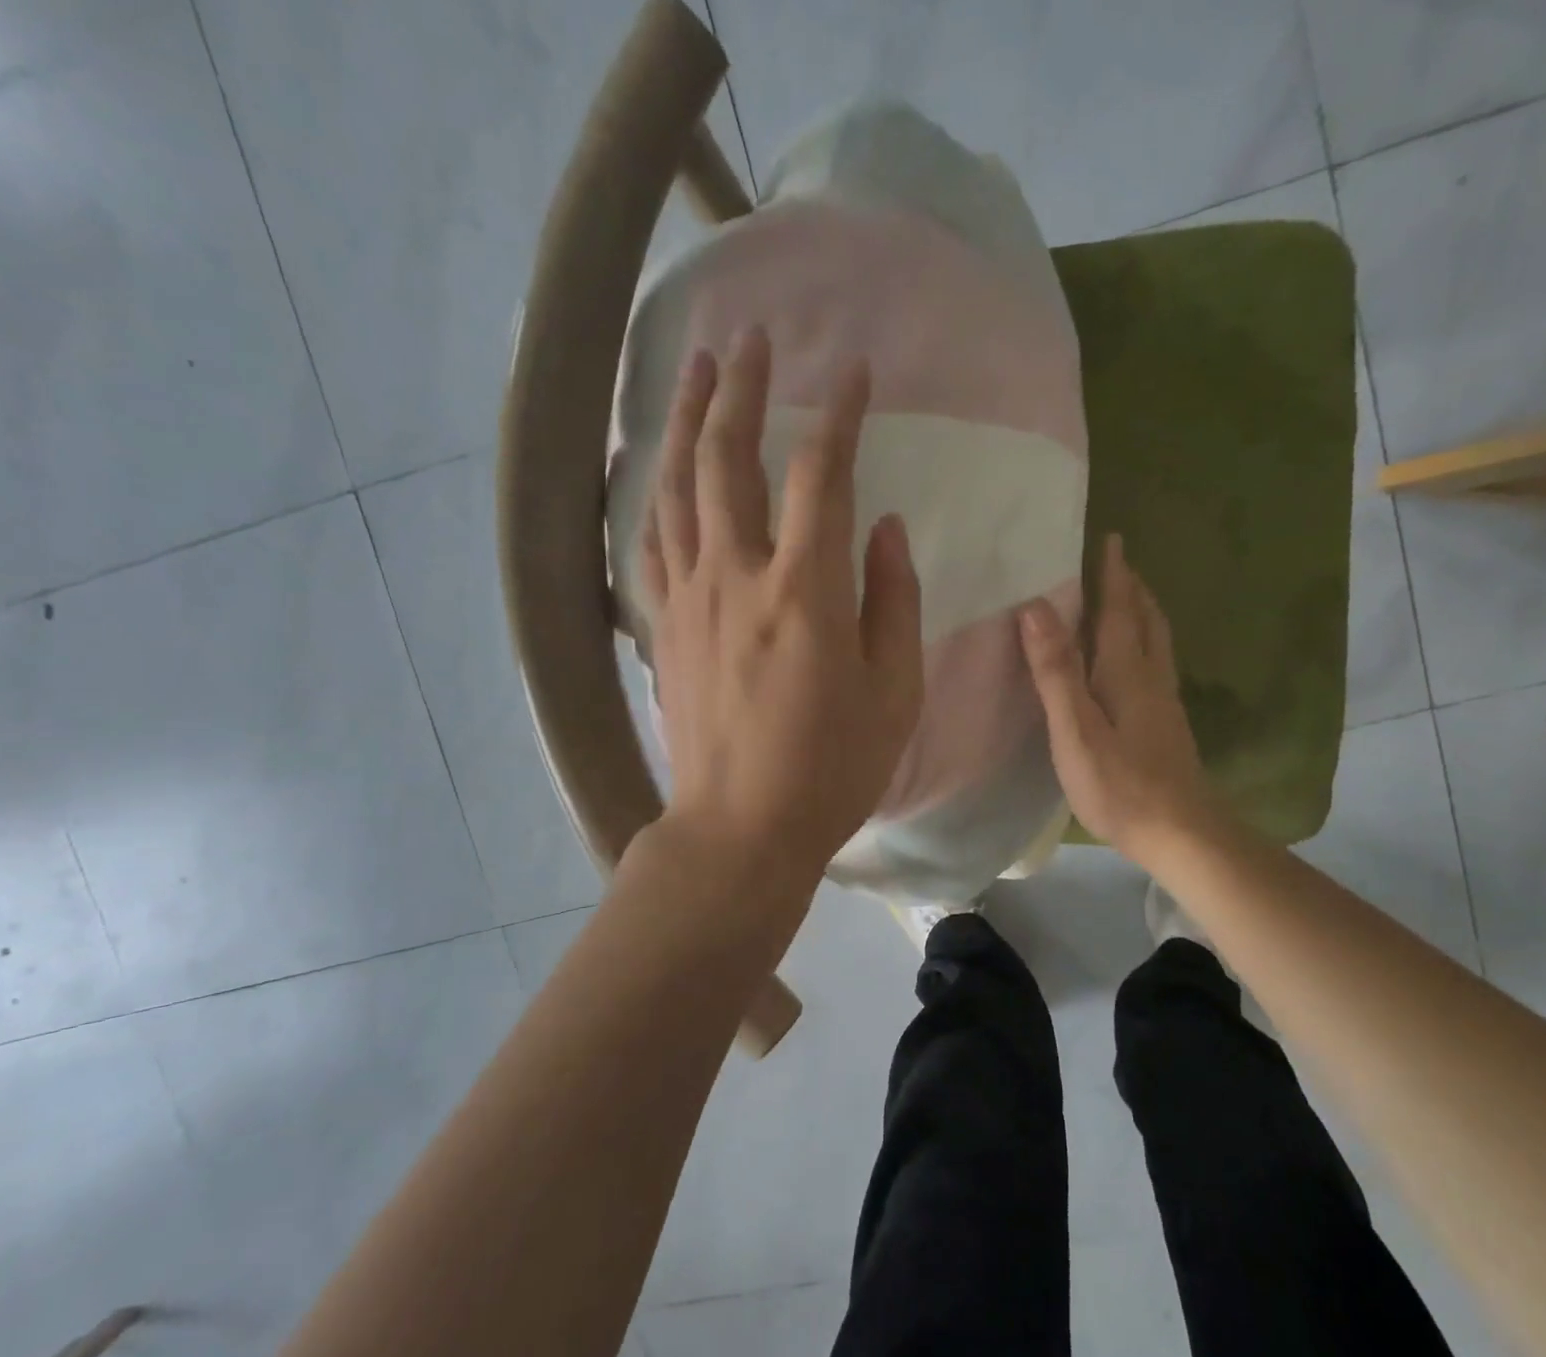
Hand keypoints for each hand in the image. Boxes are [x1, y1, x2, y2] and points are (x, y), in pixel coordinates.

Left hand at [641, 326, 922, 886]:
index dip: (841, 415)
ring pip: (678, 489)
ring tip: (698, 373)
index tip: (856, 373)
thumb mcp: (895, 692)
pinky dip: (650, 493)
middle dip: (743, 390)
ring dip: (688, 423)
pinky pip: (650, 543)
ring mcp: (690, 600)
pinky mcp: (663, 628)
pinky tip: (653, 467)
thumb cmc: (831, 769)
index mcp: (806, 592)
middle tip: (751, 339)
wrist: (740, 828)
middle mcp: (737, 577)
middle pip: (729, 459)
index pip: (822, 475)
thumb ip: (893, 600)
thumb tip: (884, 529)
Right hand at [1019, 534, 1216, 868]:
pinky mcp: (1165, 725)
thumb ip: (1056, 671)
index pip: (1119, 610)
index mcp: (1127, 672)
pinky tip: (1135, 661)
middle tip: (1117, 563)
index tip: (1110, 538)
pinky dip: (1144, 643)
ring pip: (1156, 643)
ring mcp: (1163, 703)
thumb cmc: (1121, 784)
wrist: (1182, 834)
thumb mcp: (1076, 729)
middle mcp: (1151, 678)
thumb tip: (1036, 608)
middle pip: (1146, 621)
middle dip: (1132, 588)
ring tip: (1127, 599)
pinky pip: (1154, 665)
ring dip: (1142, 613)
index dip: (1113, 575)